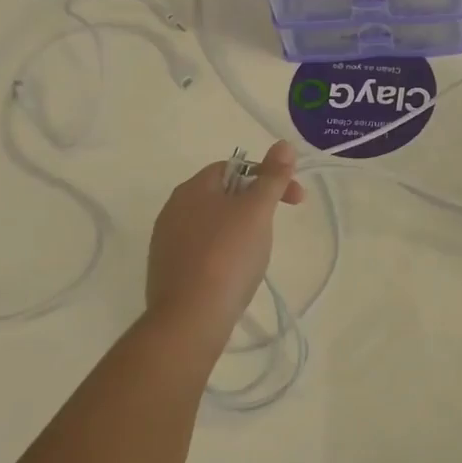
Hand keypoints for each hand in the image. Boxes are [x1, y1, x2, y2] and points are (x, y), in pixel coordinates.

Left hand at [144, 142, 305, 341]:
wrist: (190, 318)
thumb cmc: (227, 255)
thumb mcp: (257, 210)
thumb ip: (272, 177)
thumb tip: (283, 144)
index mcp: (193, 188)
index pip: (234, 167)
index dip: (268, 176)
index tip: (295, 200)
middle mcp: (173, 209)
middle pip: (223, 194)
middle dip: (255, 204)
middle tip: (277, 226)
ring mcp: (167, 242)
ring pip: (213, 224)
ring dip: (240, 229)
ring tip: (258, 253)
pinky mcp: (168, 271)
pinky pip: (203, 250)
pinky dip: (224, 253)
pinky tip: (235, 273)